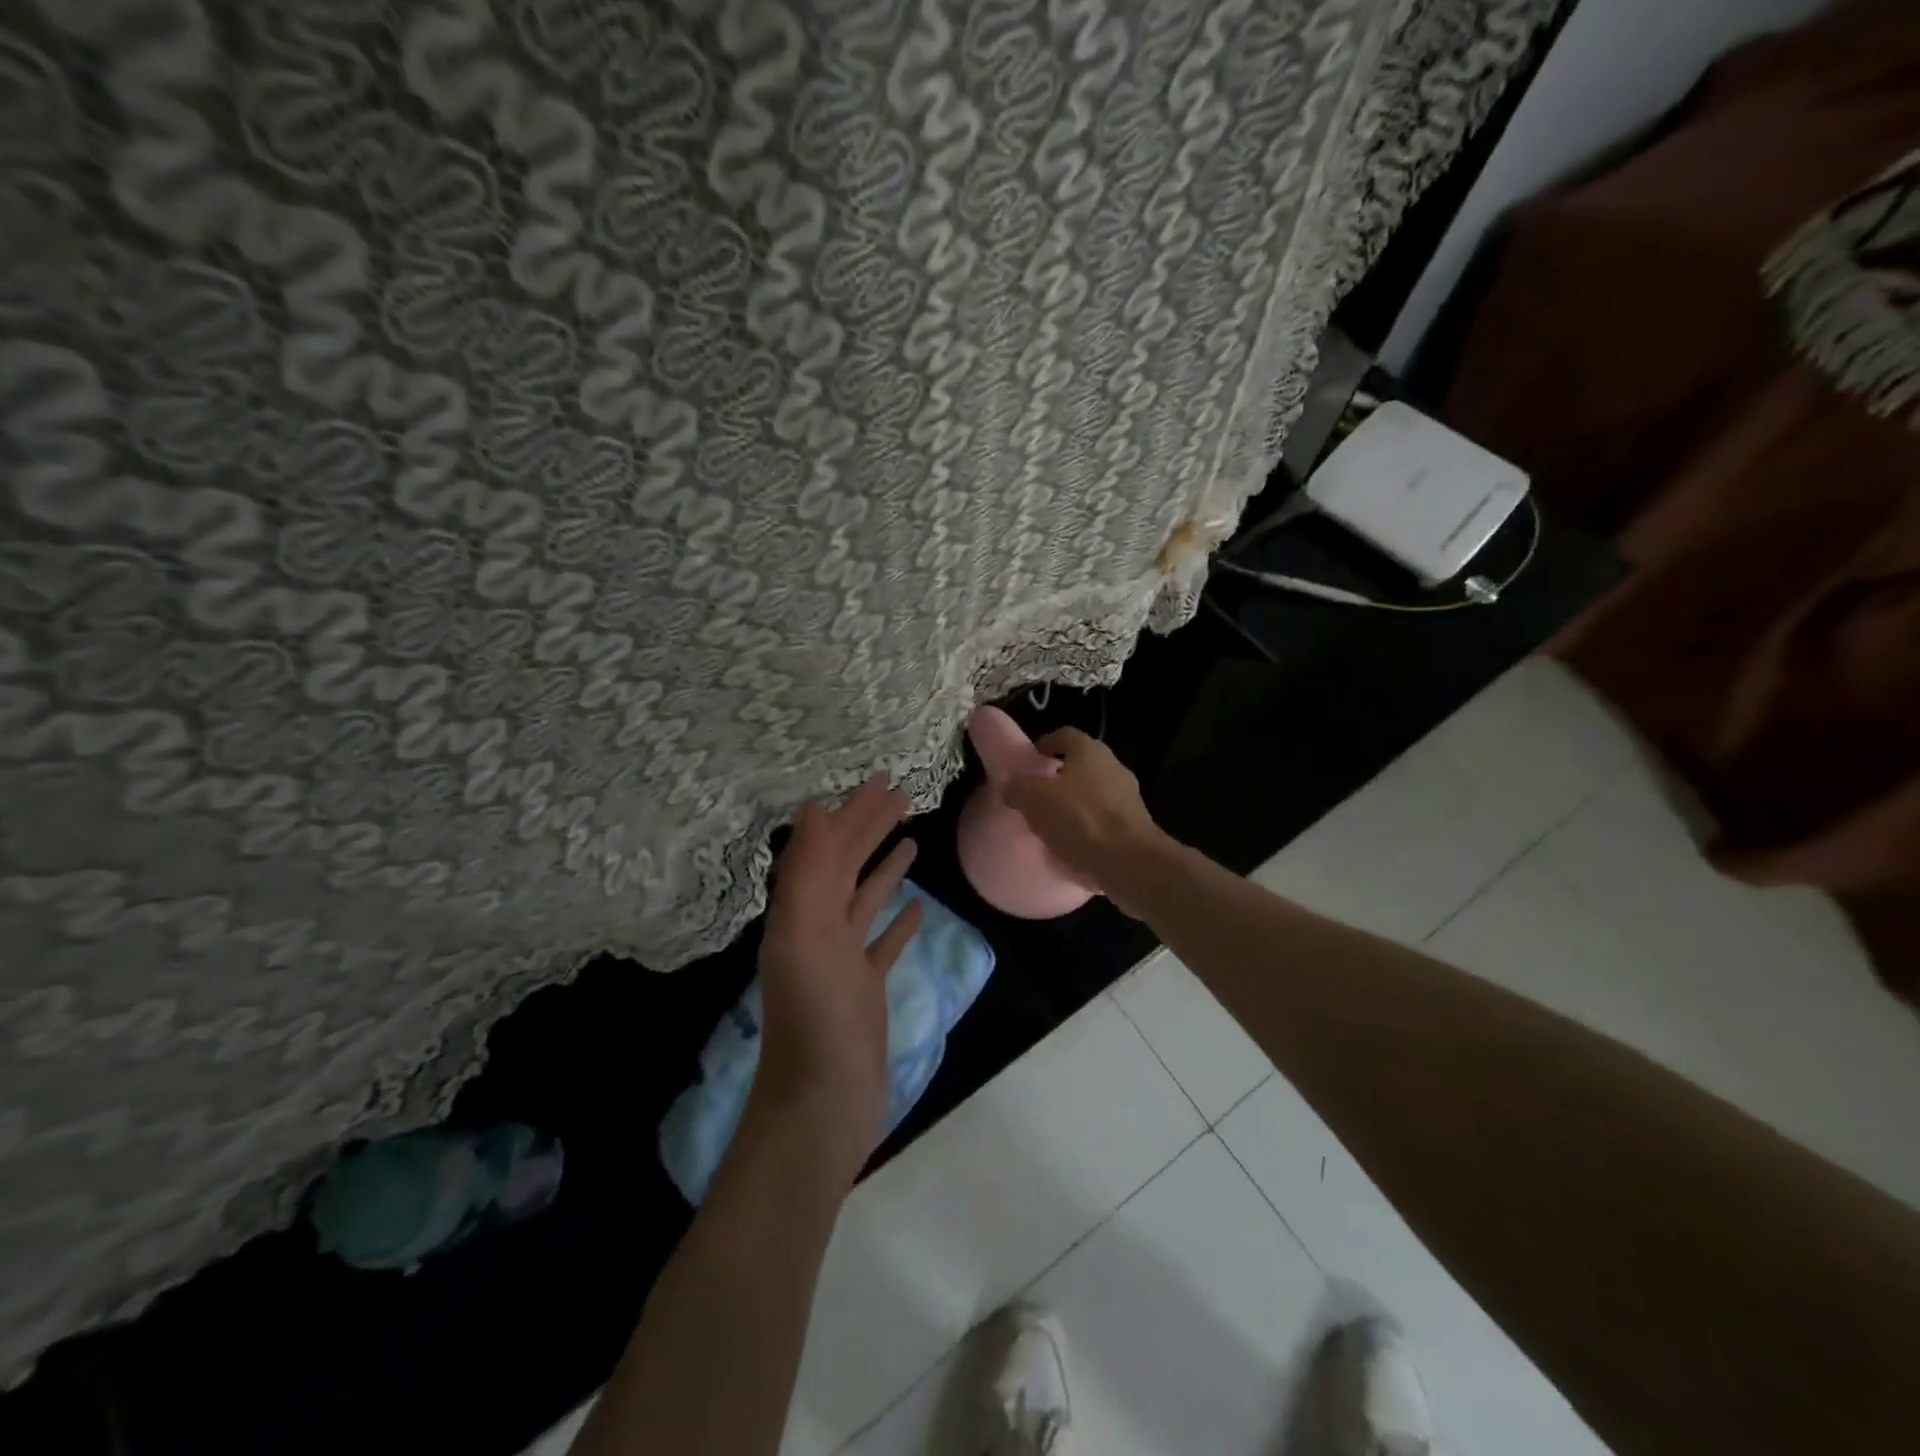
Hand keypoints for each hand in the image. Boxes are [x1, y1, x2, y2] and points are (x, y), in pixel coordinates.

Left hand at [753, 777, 922, 1169]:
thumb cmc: (818, 1019)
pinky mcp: (865, 989)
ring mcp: (842, 960)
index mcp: (801, 913)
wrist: (823, 1105)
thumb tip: (812, 807)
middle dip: (871, 828)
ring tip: (912, 838)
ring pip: (864, 899)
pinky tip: (917, 906)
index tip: (881, 780)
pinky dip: (897, 920)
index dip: (853, 813)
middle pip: (846, 866)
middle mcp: (817, 929)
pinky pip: (882, 943)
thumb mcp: (804, 936)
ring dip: (884, 865)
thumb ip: (806, 872)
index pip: (829, 848)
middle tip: (904, 795)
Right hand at [1002, 729, 1168, 913]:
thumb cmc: (1079, 819)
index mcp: (1089, 750)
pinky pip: (1104, 820)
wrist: (1129, 862)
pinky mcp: (1136, 825)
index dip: (1044, 745)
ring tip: (1052, 825)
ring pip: (1093, 793)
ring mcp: (1129, 796)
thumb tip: (1012, 786)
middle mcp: (1113, 765)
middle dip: (1059, 778)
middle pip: (1080, 765)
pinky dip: (1089, 828)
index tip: (1030, 761)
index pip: (1063, 735)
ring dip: (1074, 805)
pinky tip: (1073, 847)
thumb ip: (1018, 788)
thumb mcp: (1034, 799)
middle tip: (1037, 796)